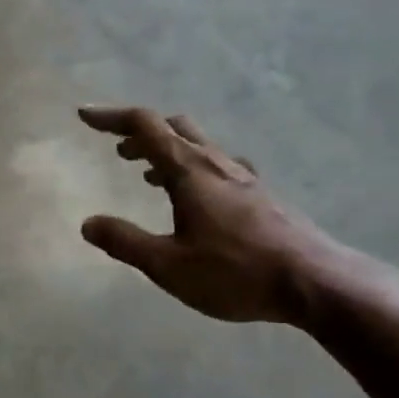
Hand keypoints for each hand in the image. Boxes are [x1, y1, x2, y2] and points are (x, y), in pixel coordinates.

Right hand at [78, 106, 343, 325]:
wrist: (314, 282)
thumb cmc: (235, 272)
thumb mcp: (169, 265)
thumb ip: (125, 242)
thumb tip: (88, 224)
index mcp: (189, 171)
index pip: (144, 126)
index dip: (111, 117)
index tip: (84, 115)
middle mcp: (216, 163)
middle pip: (175, 127)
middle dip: (141, 133)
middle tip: (118, 151)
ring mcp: (244, 177)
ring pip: (199, 146)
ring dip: (167, 152)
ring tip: (147, 176)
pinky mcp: (262, 195)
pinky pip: (218, 166)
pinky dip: (193, 169)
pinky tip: (197, 197)